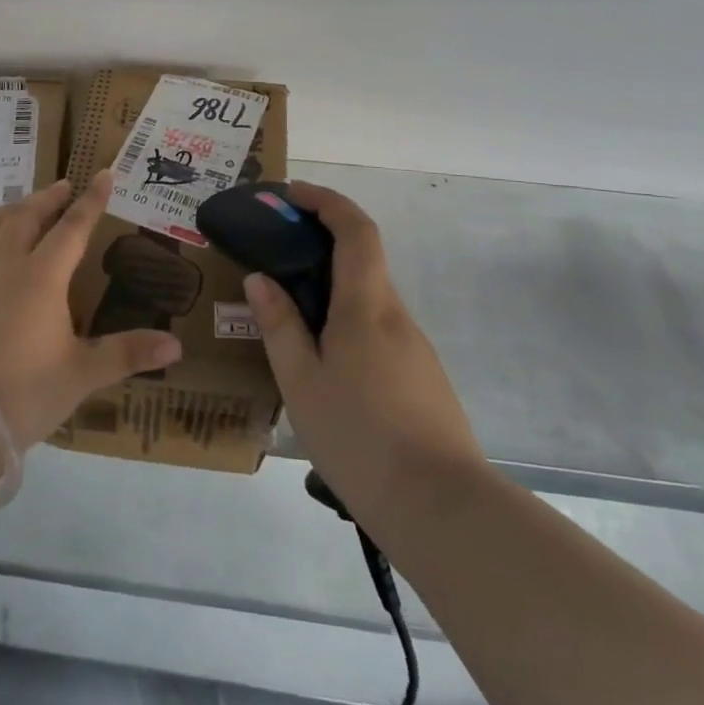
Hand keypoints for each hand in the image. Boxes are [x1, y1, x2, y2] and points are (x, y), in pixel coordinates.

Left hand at [0, 171, 182, 449]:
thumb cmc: (26, 394)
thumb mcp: (83, 374)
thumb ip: (128, 353)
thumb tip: (177, 344)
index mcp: (42, 278)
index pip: (72, 228)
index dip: (91, 201)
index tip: (103, 174)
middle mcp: (5, 265)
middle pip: (28, 216)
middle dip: (49, 197)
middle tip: (64, 185)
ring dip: (14, 209)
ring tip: (26, 203)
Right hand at [243, 180, 485, 520]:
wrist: (442, 510)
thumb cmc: (360, 439)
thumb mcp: (302, 383)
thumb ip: (280, 326)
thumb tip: (260, 279)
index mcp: (366, 306)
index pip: (355, 229)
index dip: (326, 200)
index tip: (291, 194)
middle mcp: (396, 315)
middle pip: (362, 258)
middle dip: (320, 242)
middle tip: (274, 255)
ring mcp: (415, 347)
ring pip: (369, 298)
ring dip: (331, 287)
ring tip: (288, 318)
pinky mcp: (422, 376)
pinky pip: (378, 329)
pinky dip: (347, 320)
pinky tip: (324, 363)